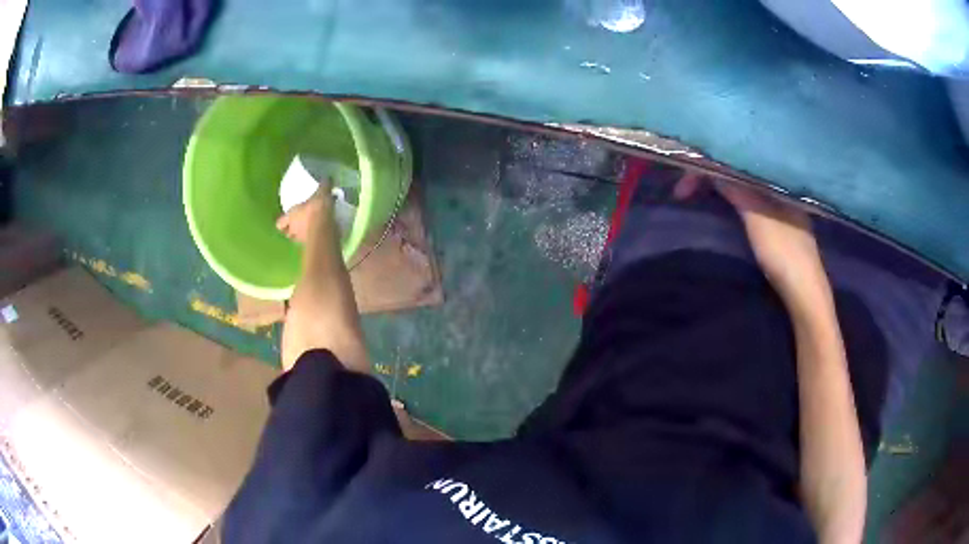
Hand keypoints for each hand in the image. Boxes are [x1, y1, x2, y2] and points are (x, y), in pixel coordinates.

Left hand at [276, 182, 332, 244]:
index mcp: (291, 216)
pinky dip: (314, 238)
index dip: (282, 221)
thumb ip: (323, 186)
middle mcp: (294, 229)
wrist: (326, 228)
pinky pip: (312, 242)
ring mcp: (303, 240)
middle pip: (288, 233)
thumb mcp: (321, 192)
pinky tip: (321, 233)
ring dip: (303, 235)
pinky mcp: (314, 245)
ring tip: (310, 229)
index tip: (286, 218)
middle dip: (292, 230)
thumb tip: (327, 178)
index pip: (280, 223)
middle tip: (298, 224)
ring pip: (299, 239)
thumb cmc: (317, 209)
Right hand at [675, 173, 826, 303]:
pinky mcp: (775, 222)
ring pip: (741, 187)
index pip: (736, 161)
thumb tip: (710, 164)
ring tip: (696, 193)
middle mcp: (776, 186)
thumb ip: (736, 189)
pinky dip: (729, 200)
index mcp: (776, 179)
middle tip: (683, 190)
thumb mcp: (757, 217)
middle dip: (710, 176)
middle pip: (737, 172)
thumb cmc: (784, 252)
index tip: (683, 184)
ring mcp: (777, 205)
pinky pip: (746, 200)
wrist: (804, 292)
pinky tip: (720, 203)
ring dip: (718, 189)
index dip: (707, 167)